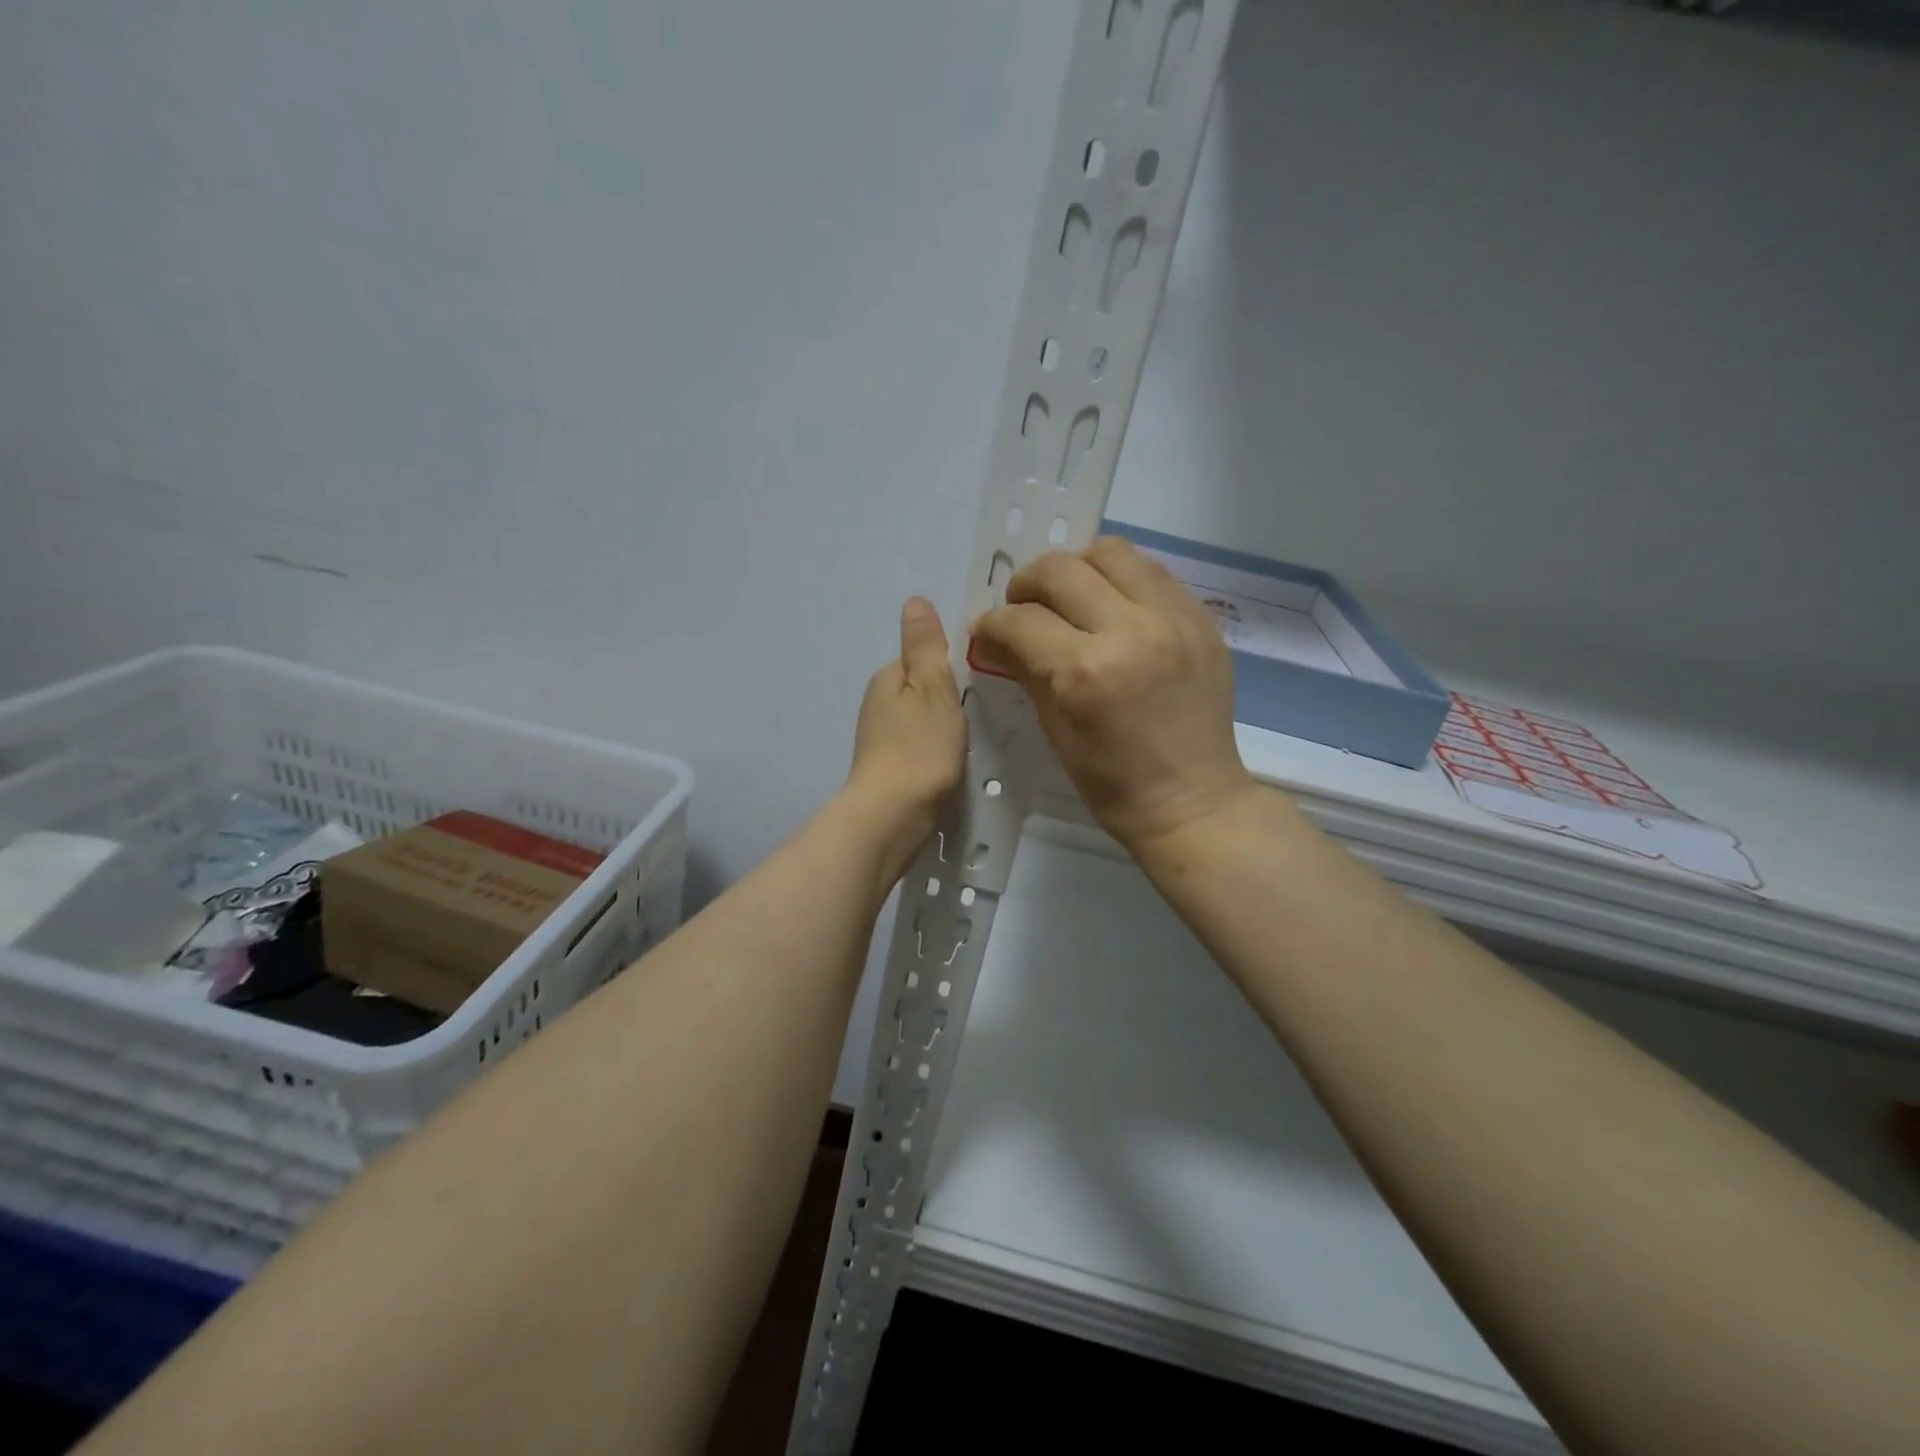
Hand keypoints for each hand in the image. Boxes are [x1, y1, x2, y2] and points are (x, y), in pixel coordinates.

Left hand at [845, 597, 967, 881]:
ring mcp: (879, 739)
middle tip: (980, 715)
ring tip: (970, 742)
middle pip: (922, 690)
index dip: (953, 668)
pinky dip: (934, 751)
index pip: (924, 658)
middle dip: (949, 699)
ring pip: (921, 720)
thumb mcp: (932, 686)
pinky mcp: (887, 770)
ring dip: (943, 727)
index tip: (980, 684)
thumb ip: (925, 645)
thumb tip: (914, 600)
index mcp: (887, 677)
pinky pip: (918, 747)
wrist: (892, 816)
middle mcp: (877, 703)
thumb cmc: (920, 747)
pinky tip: (951, 766)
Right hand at [972, 536, 1256, 851]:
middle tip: (1024, 608)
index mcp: (1086, 672)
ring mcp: (1174, 619)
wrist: (1192, 801)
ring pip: (1111, 552)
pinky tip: (1113, 607)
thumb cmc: (1114, 783)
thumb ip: (1025, 671)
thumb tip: (995, 637)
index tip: (988, 632)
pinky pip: (1152, 572)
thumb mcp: (1056, 731)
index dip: (993, 623)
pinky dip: (1121, 580)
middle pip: (1061, 570)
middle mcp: (1131, 631)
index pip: (1021, 620)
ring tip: (1072, 597)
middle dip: (1027, 584)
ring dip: (1078, 568)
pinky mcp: (1202, 618)